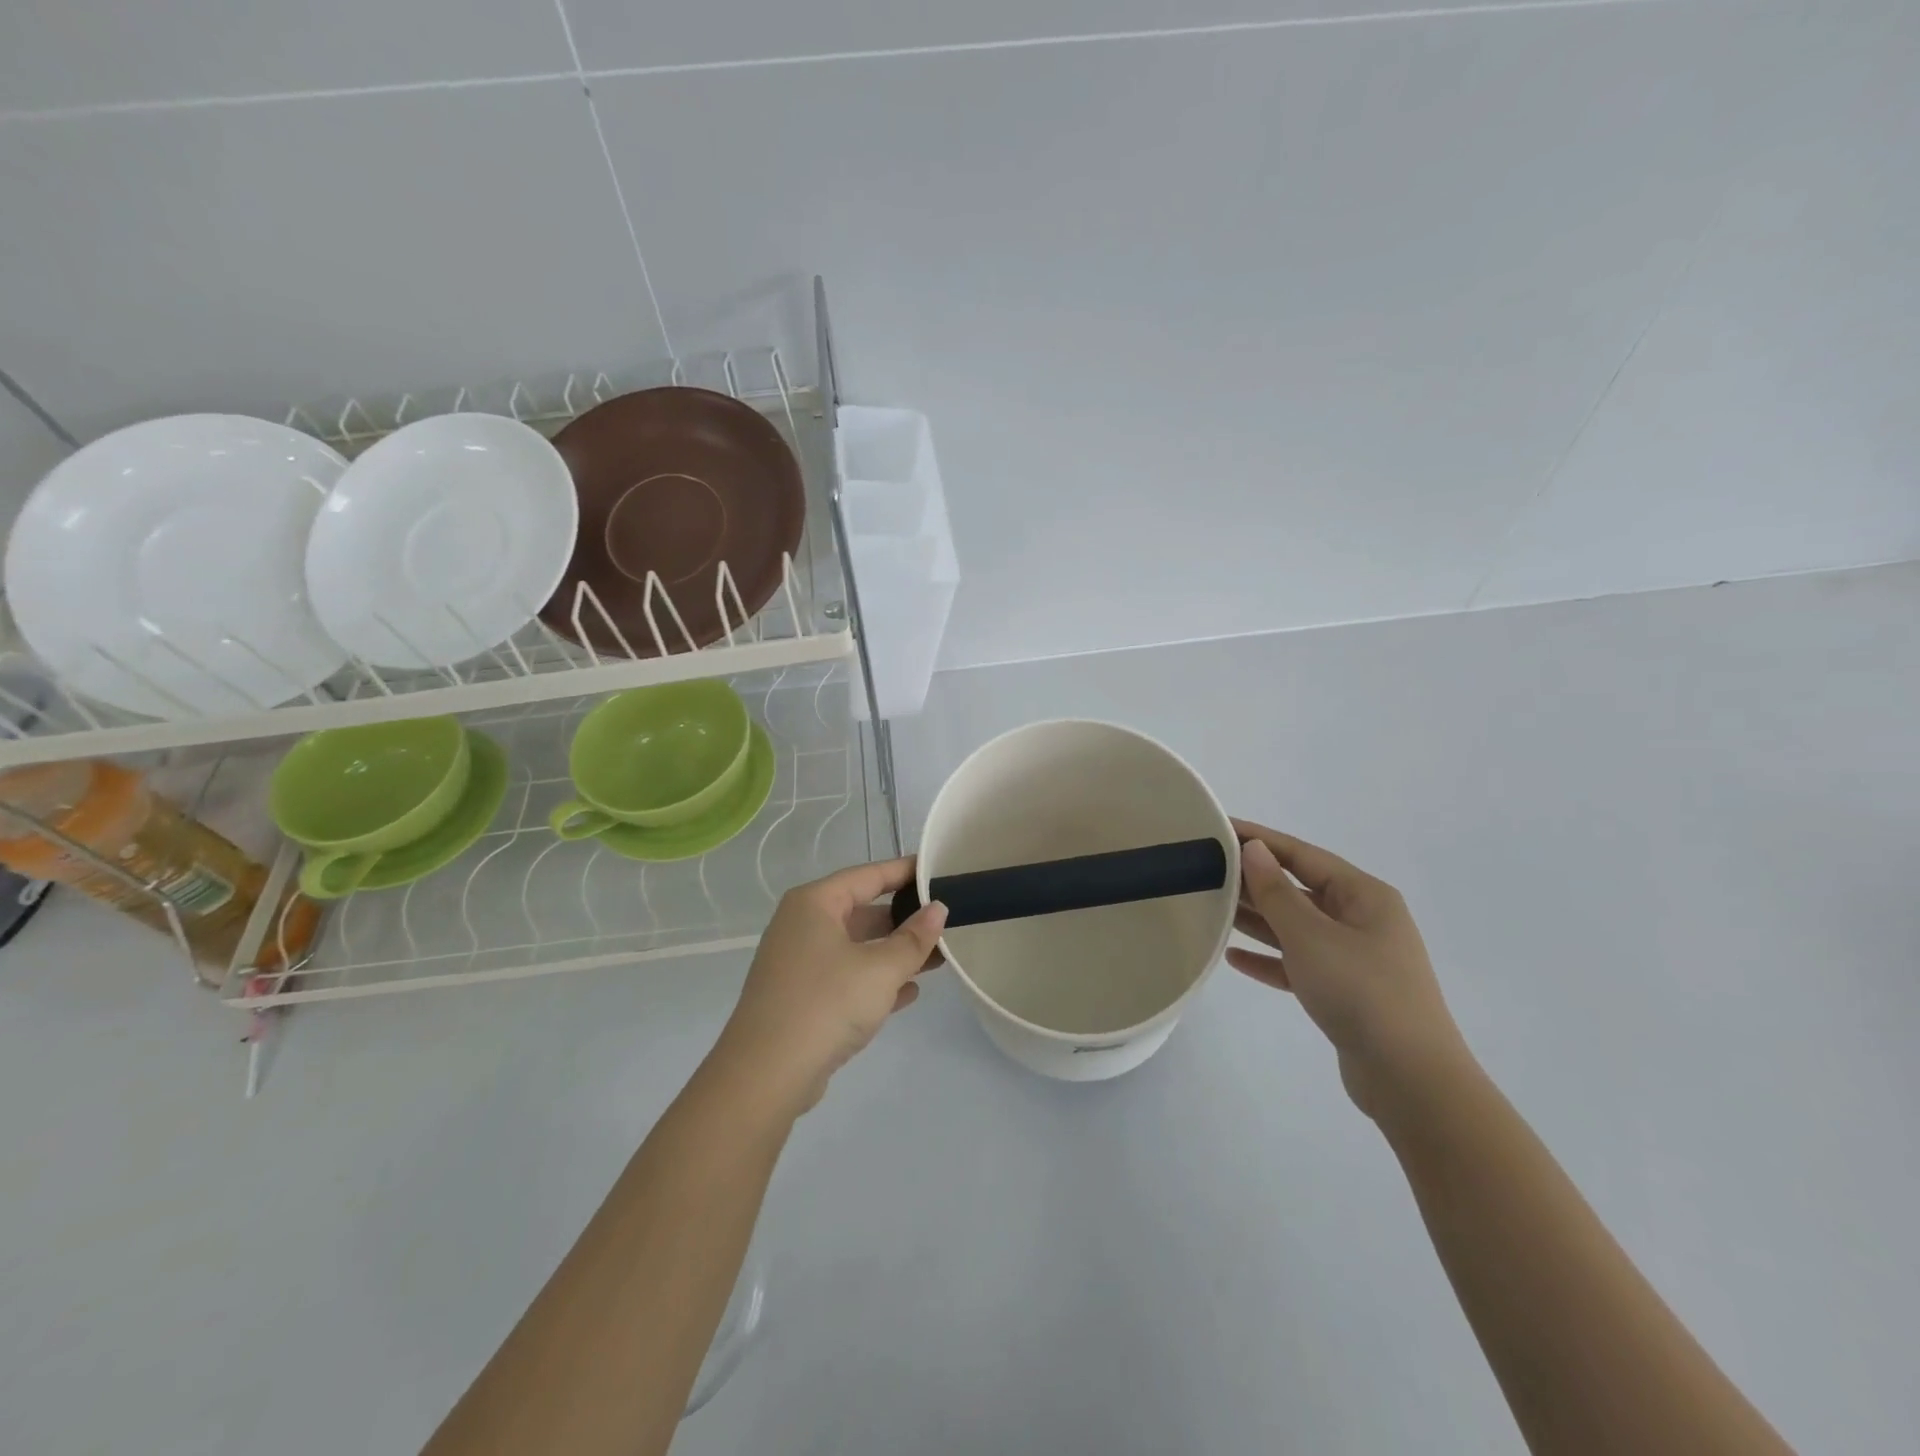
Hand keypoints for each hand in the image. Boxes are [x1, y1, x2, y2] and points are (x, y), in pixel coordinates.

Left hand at [709, 857, 946, 1119]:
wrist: (766, 1075)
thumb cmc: (826, 1003)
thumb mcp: (880, 969)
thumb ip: (914, 938)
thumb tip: (938, 909)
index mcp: (815, 904)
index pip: (868, 875)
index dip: (905, 872)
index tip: (939, 871)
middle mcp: (802, 926)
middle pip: (862, 912)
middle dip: (904, 920)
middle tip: (945, 921)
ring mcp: (799, 964)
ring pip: (857, 948)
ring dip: (895, 953)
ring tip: (939, 958)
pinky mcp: (802, 999)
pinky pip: (847, 978)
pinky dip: (876, 981)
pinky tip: (910, 992)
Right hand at [1228, 819, 1470, 1118]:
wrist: (1411, 1080)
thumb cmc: (1361, 992)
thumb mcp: (1311, 936)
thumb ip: (1276, 892)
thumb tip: (1254, 849)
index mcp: (1364, 896)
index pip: (1302, 855)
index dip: (1259, 839)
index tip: (1219, 828)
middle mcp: (1362, 920)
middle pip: (1299, 889)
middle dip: (1254, 880)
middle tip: (1206, 870)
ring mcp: (1354, 958)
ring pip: (1296, 927)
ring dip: (1257, 919)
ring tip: (1212, 907)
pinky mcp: (1344, 992)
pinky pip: (1298, 964)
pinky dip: (1269, 959)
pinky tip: (1234, 957)